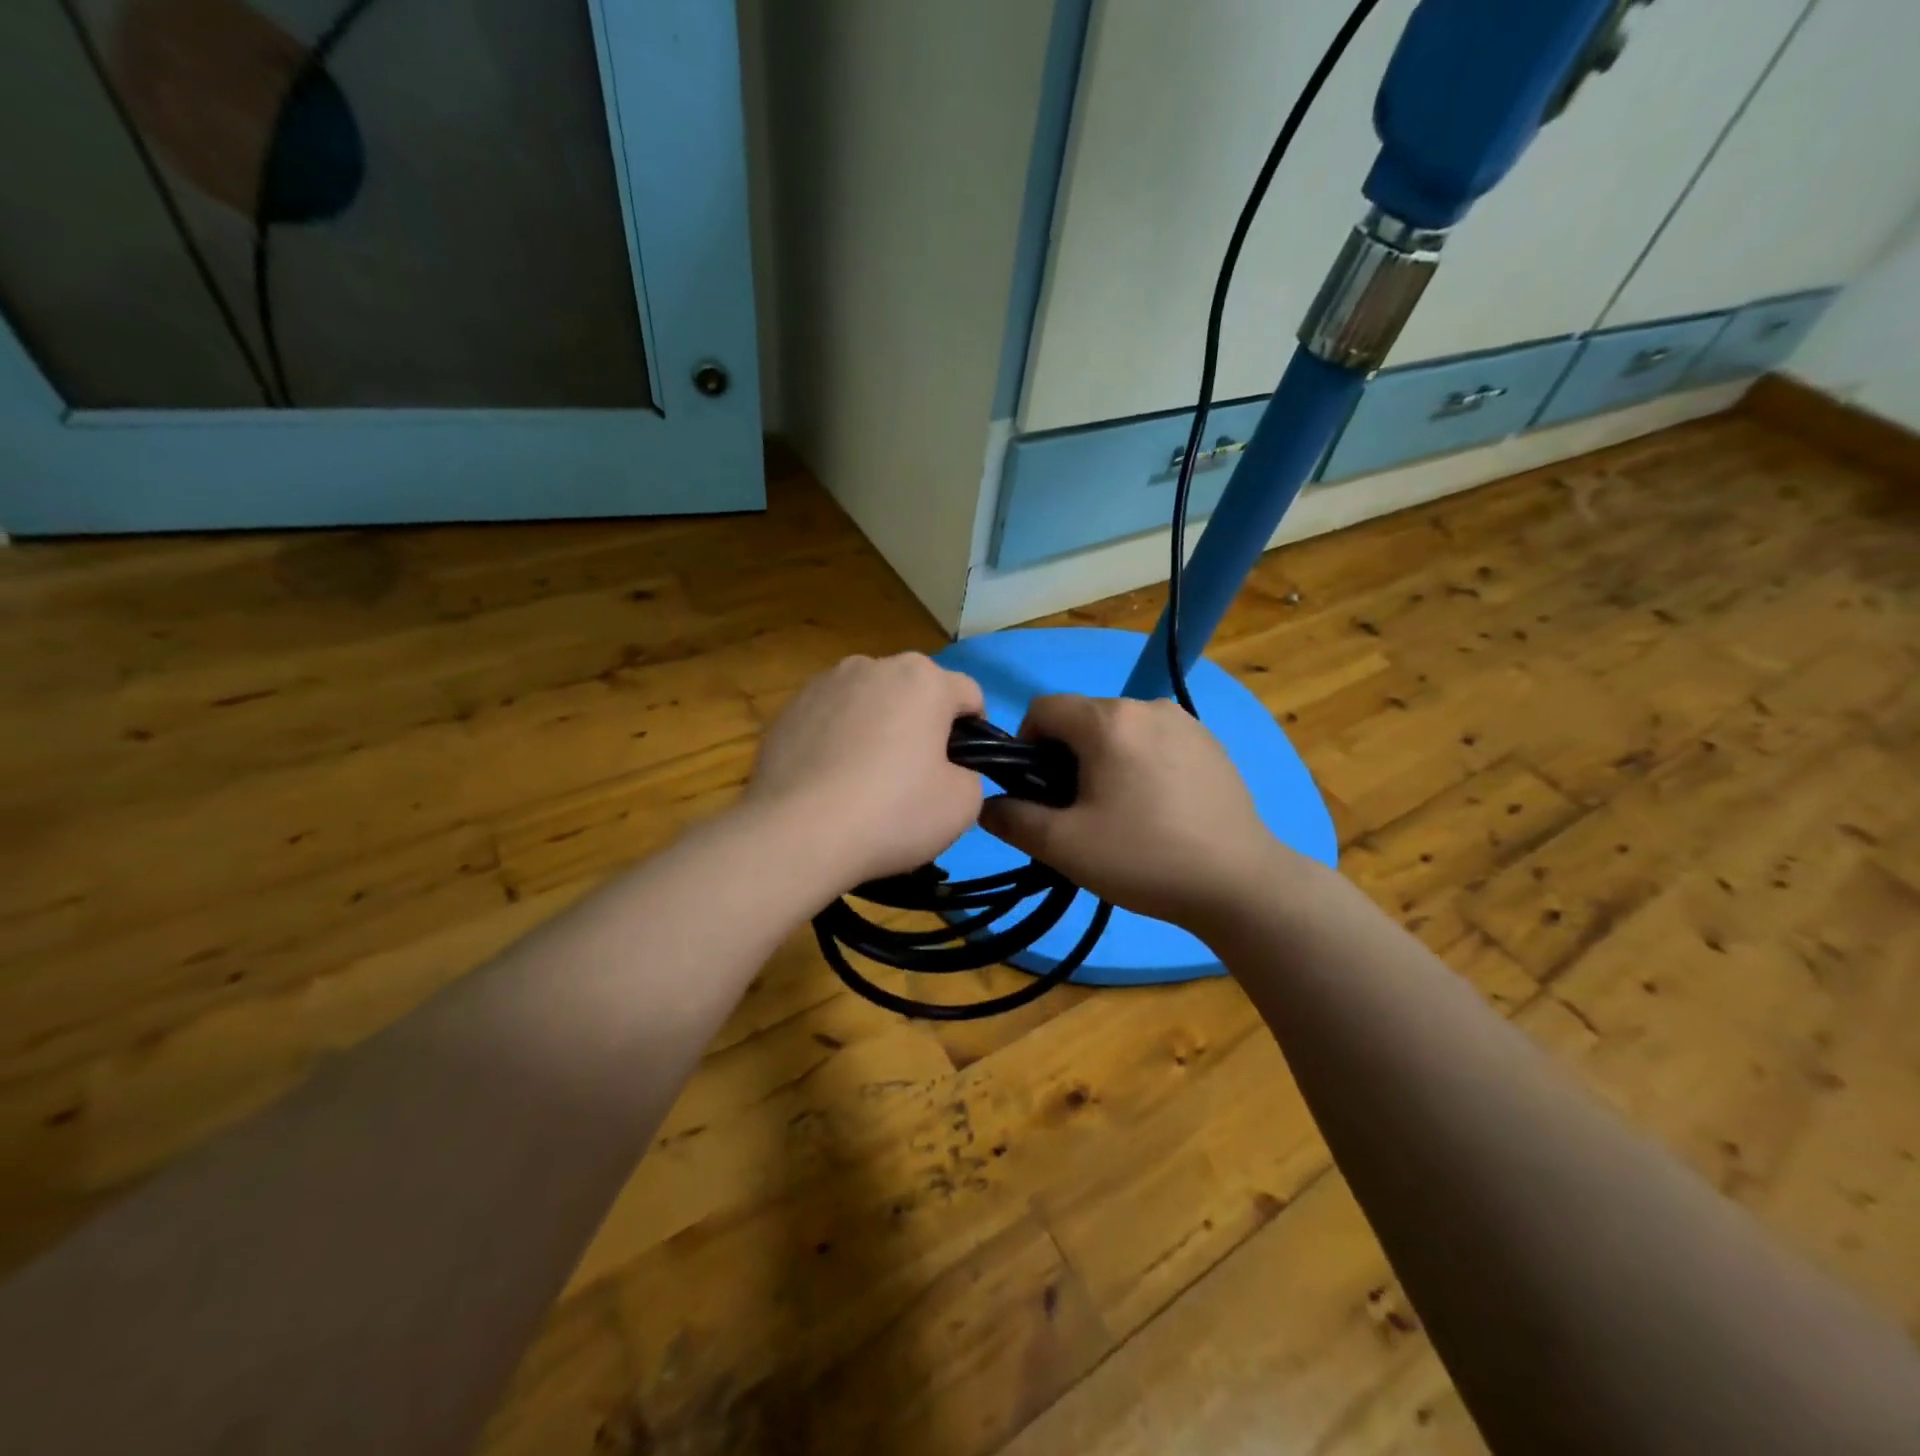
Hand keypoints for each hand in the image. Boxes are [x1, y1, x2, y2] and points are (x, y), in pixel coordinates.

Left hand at [746, 653, 985, 890]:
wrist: (798, 834)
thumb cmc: (893, 812)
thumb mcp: (963, 804)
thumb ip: (970, 774)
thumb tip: (950, 770)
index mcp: (924, 678)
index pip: (968, 695)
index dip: (976, 732)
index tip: (962, 769)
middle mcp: (873, 665)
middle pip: (914, 693)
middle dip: (921, 725)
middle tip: (915, 778)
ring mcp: (824, 684)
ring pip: (869, 703)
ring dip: (877, 728)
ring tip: (865, 780)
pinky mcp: (788, 710)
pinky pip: (829, 720)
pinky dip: (837, 741)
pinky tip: (830, 782)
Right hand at [980, 694, 1304, 932]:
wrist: (1239, 883)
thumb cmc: (1144, 858)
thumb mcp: (1063, 845)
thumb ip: (1013, 819)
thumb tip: (988, 804)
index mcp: (1108, 720)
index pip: (1043, 708)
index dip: (1026, 745)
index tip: (1038, 790)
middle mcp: (1147, 705)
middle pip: (1083, 719)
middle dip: (1067, 757)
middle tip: (1078, 811)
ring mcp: (1186, 722)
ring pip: (1121, 731)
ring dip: (1106, 761)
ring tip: (1122, 813)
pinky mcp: (1212, 744)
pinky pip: (1156, 742)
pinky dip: (1142, 764)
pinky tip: (1159, 810)